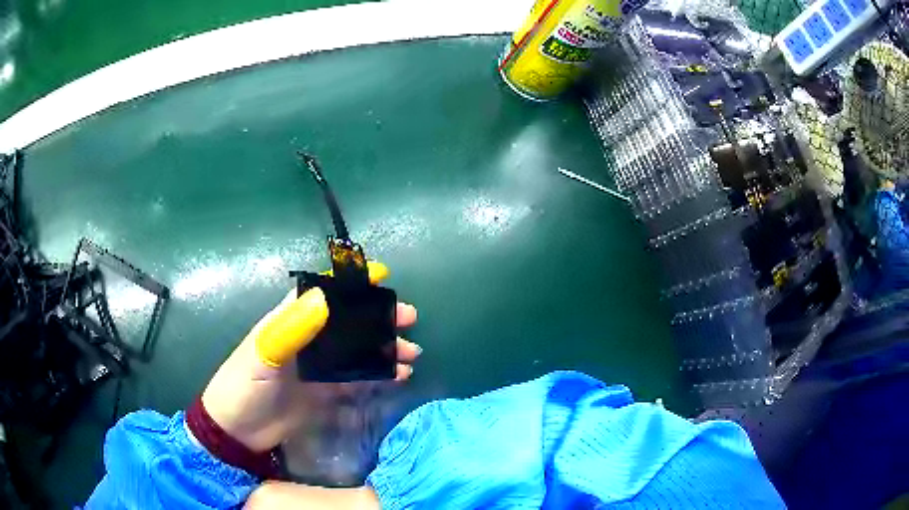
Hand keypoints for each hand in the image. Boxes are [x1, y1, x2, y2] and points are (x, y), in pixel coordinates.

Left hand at [201, 262, 420, 452]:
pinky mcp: (326, 392)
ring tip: (410, 354)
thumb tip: (324, 297)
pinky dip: (379, 375)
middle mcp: (308, 339)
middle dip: (378, 317)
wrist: (238, 433)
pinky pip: (357, 379)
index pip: (322, 293)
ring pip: (357, 350)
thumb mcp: (262, 357)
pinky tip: (398, 377)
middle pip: (348, 321)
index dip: (350, 283)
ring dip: (384, 348)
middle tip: (408, 319)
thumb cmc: (243, 388)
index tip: (382, 277)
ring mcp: (318, 367)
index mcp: (289, 321)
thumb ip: (291, 329)